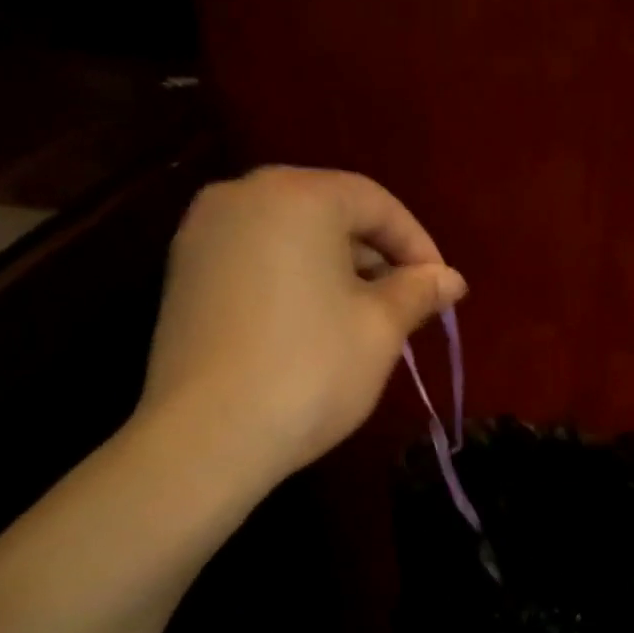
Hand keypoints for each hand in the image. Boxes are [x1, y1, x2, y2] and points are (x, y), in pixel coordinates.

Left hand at [137, 166, 465, 476]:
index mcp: (296, 195)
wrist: (206, 437)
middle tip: (405, 304)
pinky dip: (293, 279)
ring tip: (363, 318)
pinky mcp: (182, 273)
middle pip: (328, 211)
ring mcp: (202, 234)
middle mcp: (242, 195)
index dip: (417, 244)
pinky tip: (312, 324)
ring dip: (335, 268)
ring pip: (290, 235)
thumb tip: (451, 279)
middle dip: (375, 255)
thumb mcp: (380, 329)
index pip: (374, 202)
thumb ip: (418, 291)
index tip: (441, 289)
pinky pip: (255, 258)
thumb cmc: (310, 370)